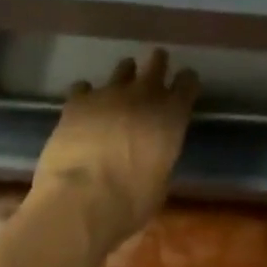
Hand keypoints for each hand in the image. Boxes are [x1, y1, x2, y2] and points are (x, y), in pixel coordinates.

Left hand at [30, 50, 198, 251]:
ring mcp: (110, 92)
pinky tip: (82, 111)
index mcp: (171, 114)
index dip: (185, 83)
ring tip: (116, 94)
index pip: (188, 81)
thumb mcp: (159, 184)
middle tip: (151, 78)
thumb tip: (154, 153)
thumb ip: (161, 155)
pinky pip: (84, 87)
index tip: (182, 90)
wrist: (78, 203)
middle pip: (157, 61)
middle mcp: (144, 93)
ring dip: (124, 77)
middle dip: (157, 65)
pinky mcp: (79, 100)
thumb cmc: (128, 205)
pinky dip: (85, 97)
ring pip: (123, 67)